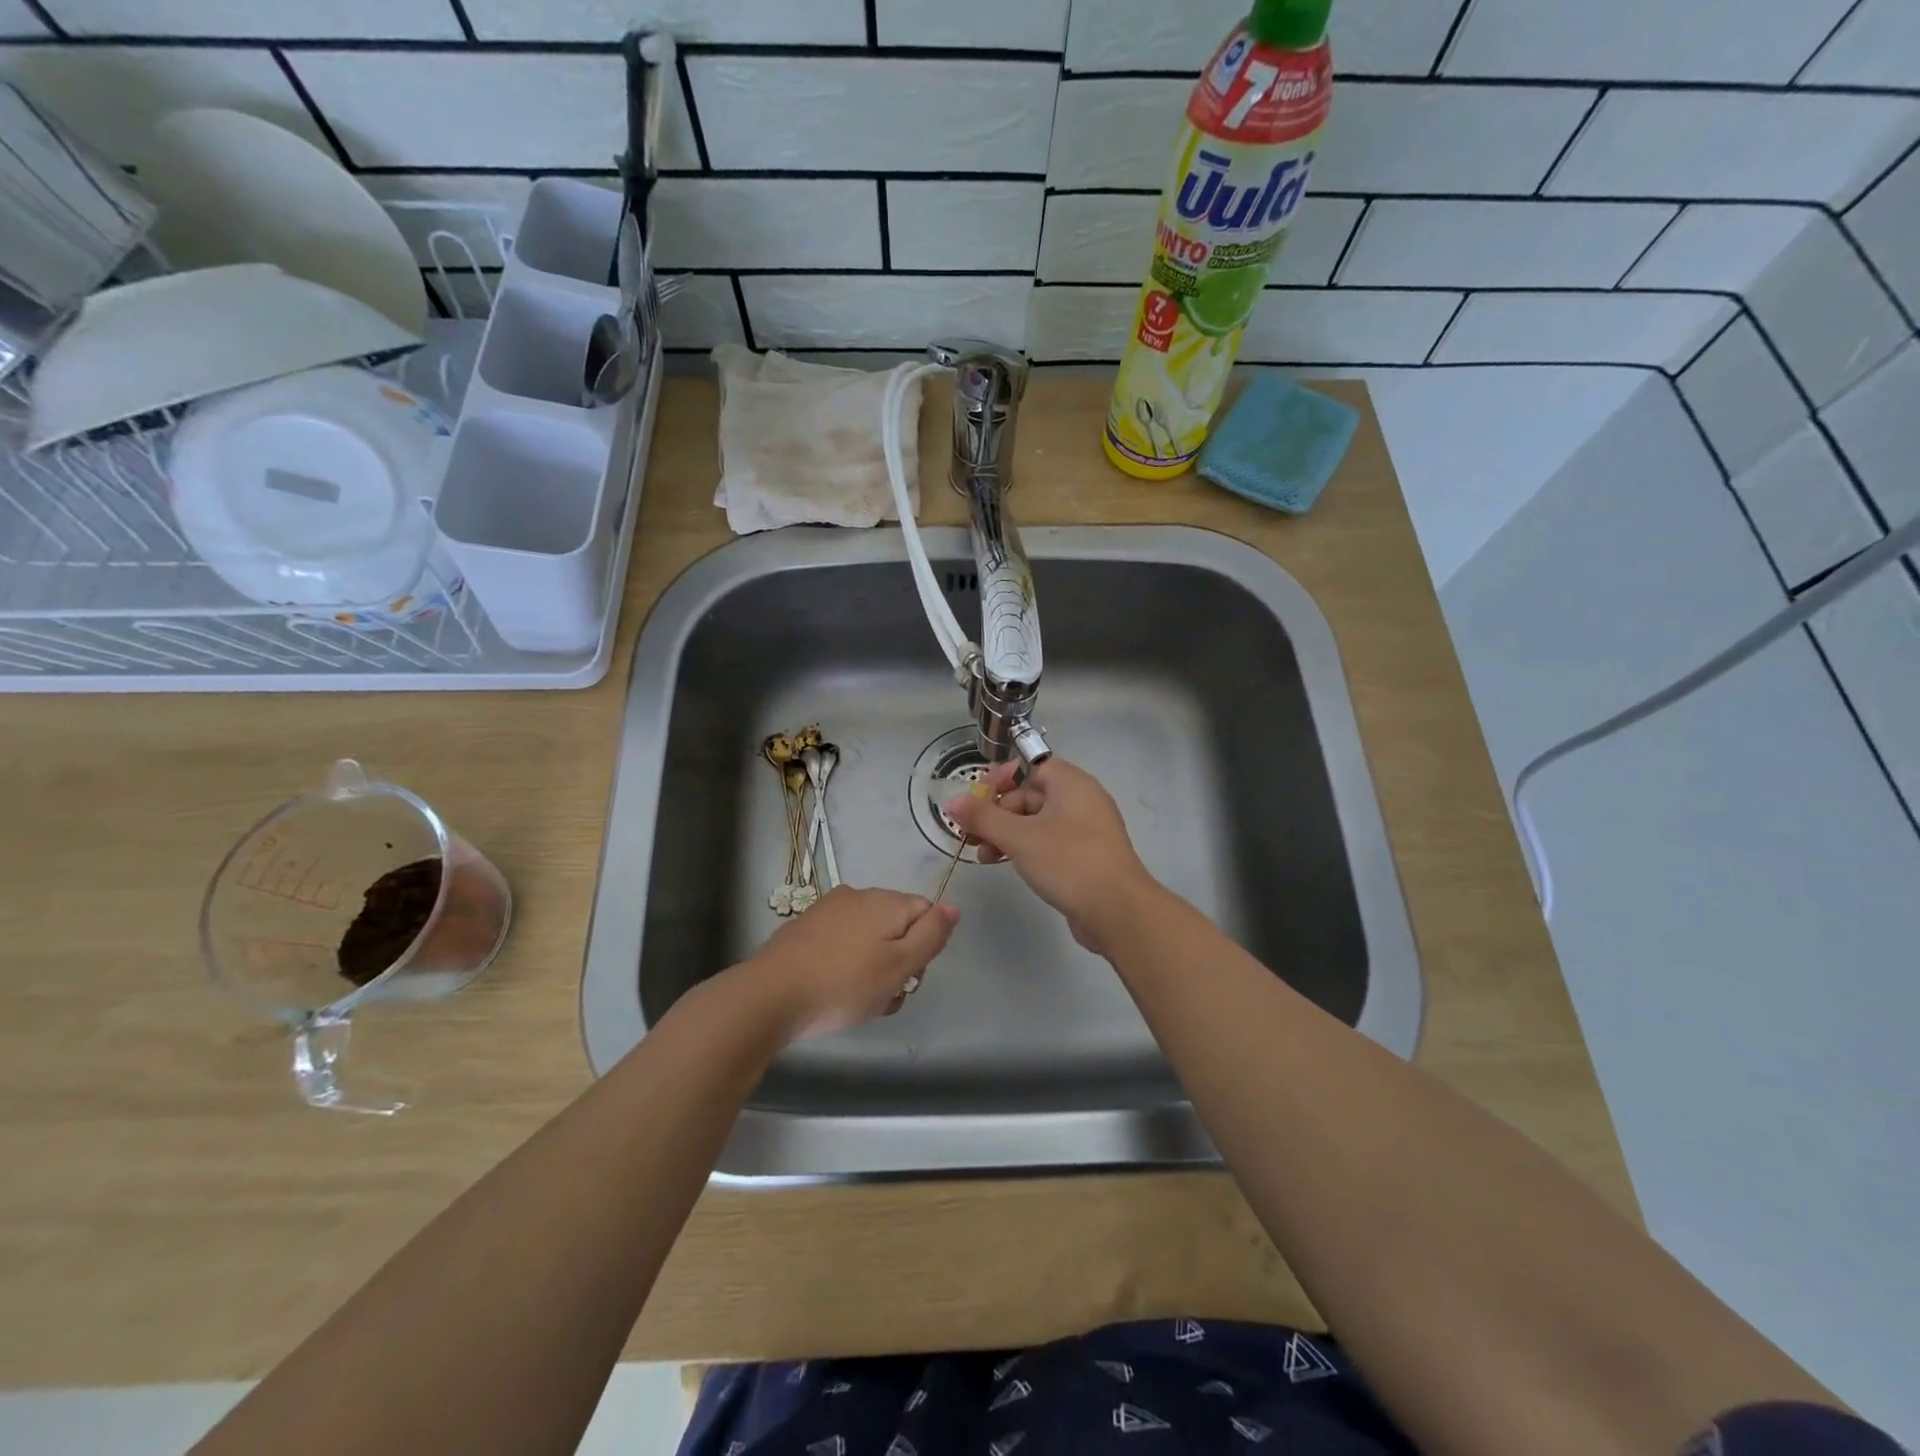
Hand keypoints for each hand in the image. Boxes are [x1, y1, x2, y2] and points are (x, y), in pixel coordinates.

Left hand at [738, 886, 958, 1042]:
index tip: (910, 979)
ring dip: (873, 968)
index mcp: (886, 901)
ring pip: (868, 938)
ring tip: (860, 1004)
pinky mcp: (804, 929)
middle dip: (899, 961)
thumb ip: (932, 934)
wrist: (770, 996)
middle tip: (886, 997)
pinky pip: (840, 944)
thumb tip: (953, 906)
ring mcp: (827, 910)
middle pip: (897, 925)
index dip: (926, 947)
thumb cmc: (844, 984)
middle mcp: (858, 896)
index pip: (927, 912)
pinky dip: (846, 966)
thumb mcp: (900, 965)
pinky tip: (834, 994)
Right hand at [944, 757, 1159, 958]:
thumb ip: (983, 817)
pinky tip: (1007, 865)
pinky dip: (1026, 849)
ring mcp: (1086, 830)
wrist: (1117, 910)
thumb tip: (953, 802)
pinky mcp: (1086, 857)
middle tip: (972, 835)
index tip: (976, 799)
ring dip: (1007, 835)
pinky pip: (1050, 843)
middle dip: (998, 814)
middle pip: (1030, 795)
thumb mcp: (1018, 837)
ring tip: (984, 856)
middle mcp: (1081, 800)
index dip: (1000, 779)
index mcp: (1070, 783)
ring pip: (1037, 822)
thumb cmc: (1067, 861)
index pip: (1030, 766)